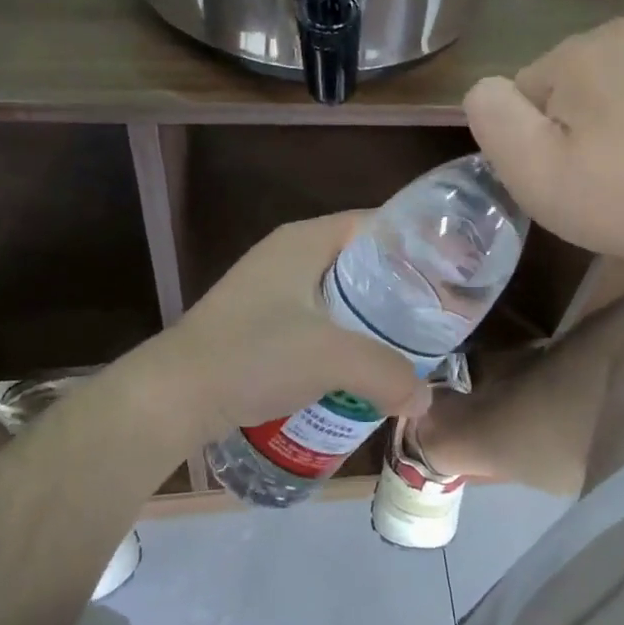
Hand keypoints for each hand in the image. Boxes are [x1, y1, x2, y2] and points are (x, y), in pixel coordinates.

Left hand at [162, 213, 431, 441]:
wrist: (173, 395)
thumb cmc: (255, 355)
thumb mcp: (334, 359)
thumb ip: (389, 375)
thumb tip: (423, 400)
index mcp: (305, 240)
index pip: (375, 224)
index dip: (415, 244)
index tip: (450, 273)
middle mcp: (287, 255)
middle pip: (360, 261)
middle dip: (397, 289)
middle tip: (433, 316)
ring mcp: (268, 289)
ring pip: (337, 295)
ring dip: (369, 319)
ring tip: (405, 345)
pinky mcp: (257, 323)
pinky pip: (316, 321)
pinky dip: (342, 338)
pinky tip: (359, 368)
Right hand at [464, 19, 623, 274]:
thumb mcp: (534, 169)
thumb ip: (493, 118)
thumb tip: (486, 90)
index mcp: (578, 50)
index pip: (525, 95)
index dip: (534, 143)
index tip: (564, 179)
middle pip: (569, 89)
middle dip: (573, 130)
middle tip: (597, 182)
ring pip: (612, 92)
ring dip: (612, 126)